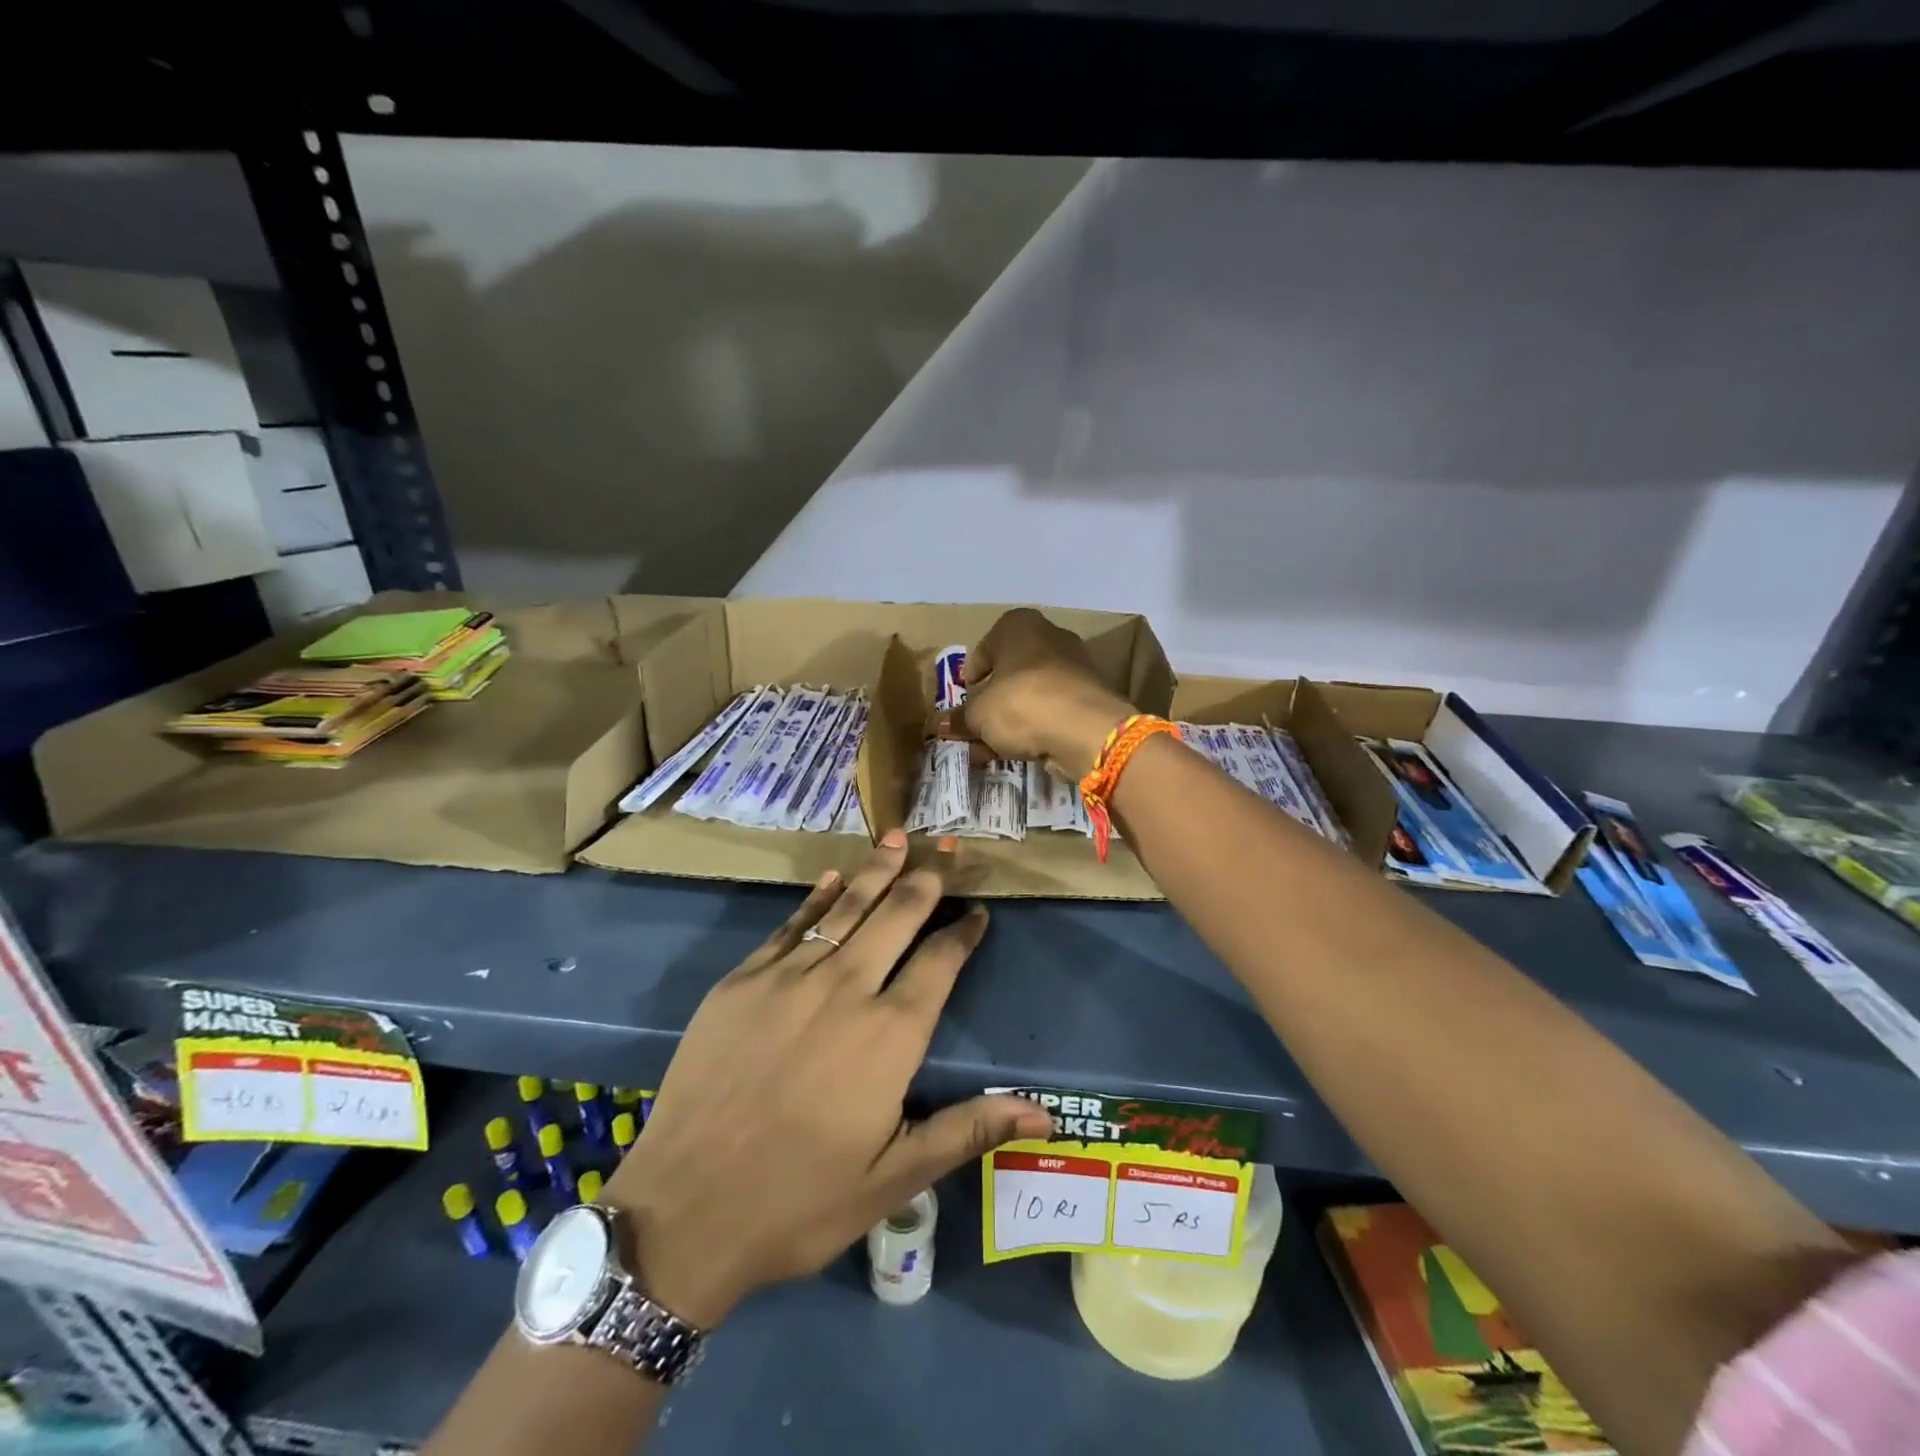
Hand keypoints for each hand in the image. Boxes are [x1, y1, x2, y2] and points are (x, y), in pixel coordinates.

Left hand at [603, 832, 1052, 1327]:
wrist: (683, 1209)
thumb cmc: (800, 1201)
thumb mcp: (894, 1179)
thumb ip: (968, 1130)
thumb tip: (1046, 1111)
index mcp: (891, 1033)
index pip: (941, 961)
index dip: (964, 931)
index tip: (979, 910)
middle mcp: (846, 988)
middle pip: (897, 916)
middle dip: (926, 881)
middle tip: (945, 852)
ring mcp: (789, 977)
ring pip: (846, 907)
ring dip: (877, 870)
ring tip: (899, 838)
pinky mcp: (743, 980)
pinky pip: (790, 924)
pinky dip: (816, 897)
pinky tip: (833, 876)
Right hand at [950, 608, 1134, 777]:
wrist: (1086, 730)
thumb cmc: (1021, 703)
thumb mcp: (978, 715)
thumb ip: (959, 718)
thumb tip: (938, 724)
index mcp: (1019, 625)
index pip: (985, 646)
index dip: (971, 674)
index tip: (965, 696)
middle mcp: (1050, 637)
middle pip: (1011, 671)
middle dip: (993, 700)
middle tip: (977, 725)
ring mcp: (1075, 667)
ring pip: (1032, 693)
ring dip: (1012, 718)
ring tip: (994, 746)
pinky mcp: (1090, 697)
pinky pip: (1053, 710)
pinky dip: (1036, 727)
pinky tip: (1021, 750)